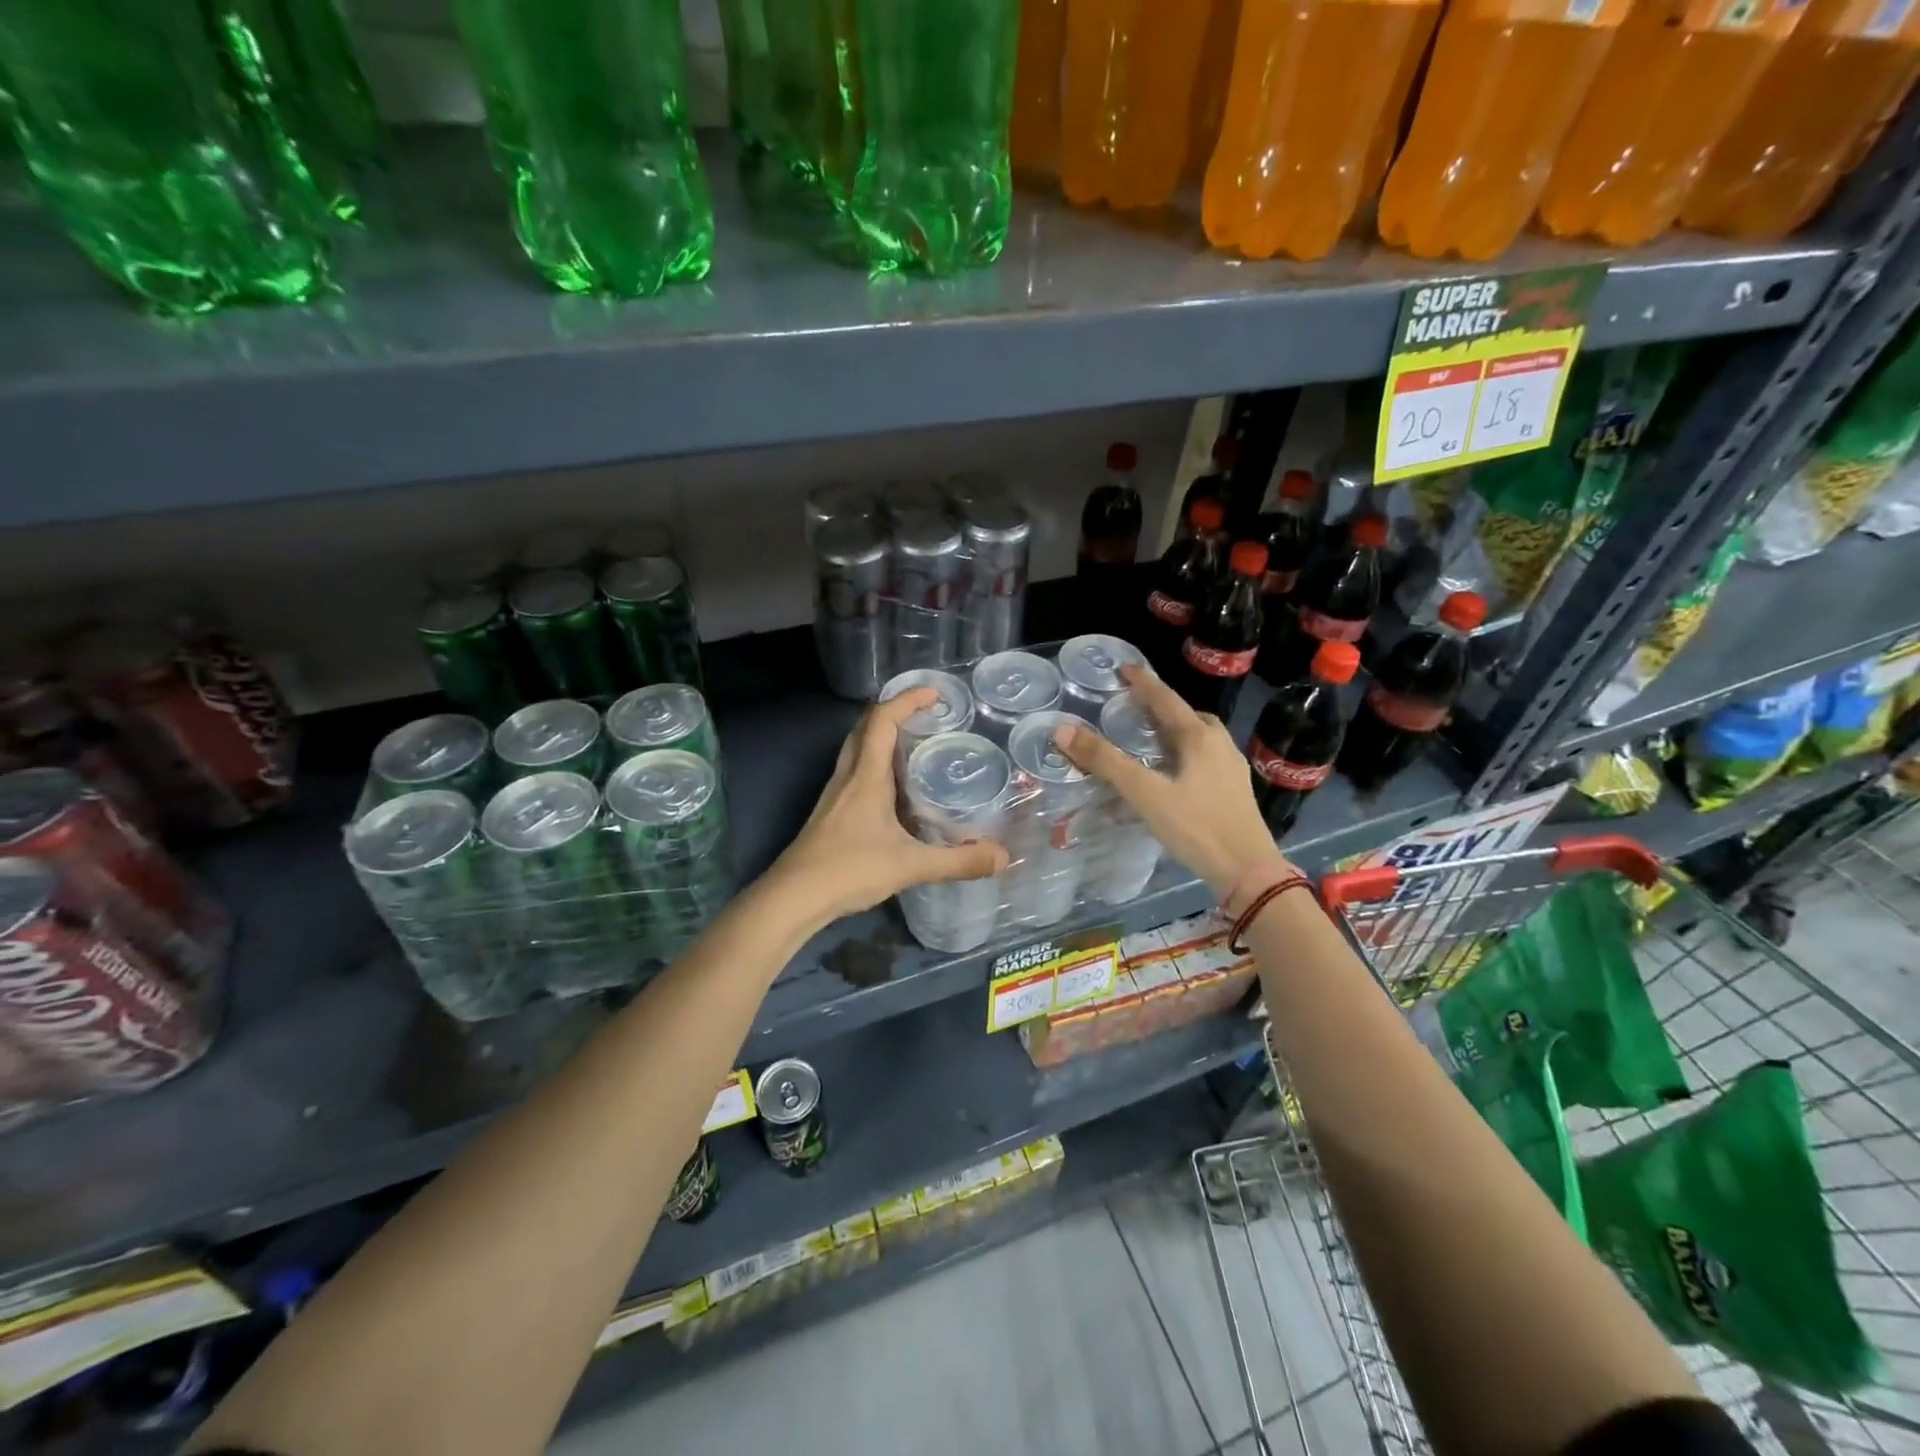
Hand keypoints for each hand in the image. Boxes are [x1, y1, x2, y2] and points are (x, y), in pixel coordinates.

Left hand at [767, 689, 1009, 925]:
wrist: (794, 897)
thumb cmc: (849, 870)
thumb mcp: (910, 866)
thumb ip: (957, 861)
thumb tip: (1002, 857)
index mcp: (866, 776)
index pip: (882, 720)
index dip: (906, 699)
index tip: (934, 693)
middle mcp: (848, 776)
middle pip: (865, 727)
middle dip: (893, 711)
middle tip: (925, 715)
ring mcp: (834, 794)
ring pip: (856, 749)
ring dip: (880, 736)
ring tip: (913, 744)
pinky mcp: (830, 812)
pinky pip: (854, 771)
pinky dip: (874, 763)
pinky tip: (892, 788)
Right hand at [1056, 665, 1286, 898]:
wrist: (1248, 871)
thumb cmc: (1196, 826)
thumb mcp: (1145, 793)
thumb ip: (1105, 761)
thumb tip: (1063, 729)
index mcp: (1199, 736)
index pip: (1165, 699)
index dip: (1143, 683)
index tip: (1124, 668)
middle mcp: (1219, 744)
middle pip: (1187, 715)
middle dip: (1161, 707)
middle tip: (1134, 708)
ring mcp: (1231, 768)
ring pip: (1200, 737)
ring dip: (1175, 731)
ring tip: (1151, 740)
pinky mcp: (1235, 790)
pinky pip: (1205, 758)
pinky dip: (1185, 753)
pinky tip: (1173, 774)